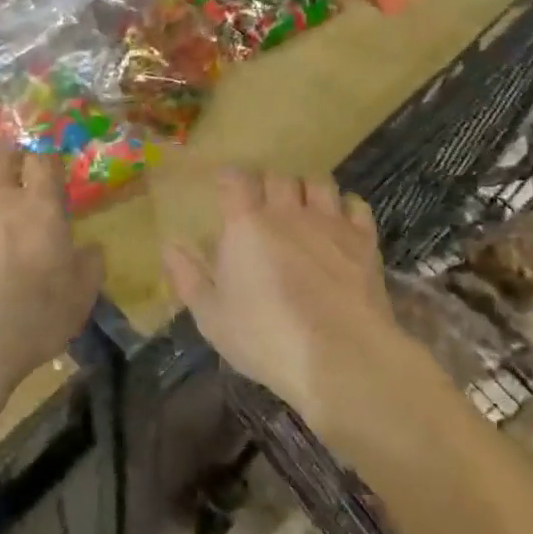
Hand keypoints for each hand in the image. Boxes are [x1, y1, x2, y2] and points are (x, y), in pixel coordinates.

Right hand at [162, 169, 403, 431]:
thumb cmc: (266, 338)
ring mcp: (330, 223)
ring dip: (306, 189)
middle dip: (268, 185)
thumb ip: (188, 277)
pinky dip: (345, 207)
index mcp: (246, 225)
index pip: (235, 180)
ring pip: (317, 182)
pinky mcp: (364, 240)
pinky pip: (355, 205)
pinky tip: (340, 222)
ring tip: (302, 207)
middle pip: (278, 177)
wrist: (341, 356)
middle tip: (263, 204)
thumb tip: (169, 246)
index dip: (229, 178)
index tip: (225, 185)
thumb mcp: (212, 317)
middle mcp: (287, 212)